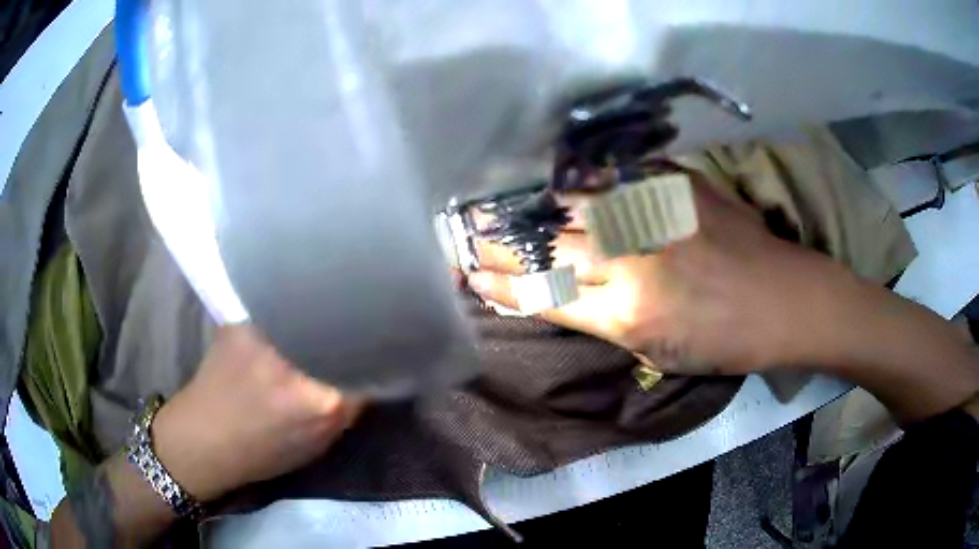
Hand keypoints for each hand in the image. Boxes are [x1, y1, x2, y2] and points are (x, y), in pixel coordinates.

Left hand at [151, 325, 363, 500]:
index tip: (382, 345)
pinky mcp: (242, 321)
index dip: (378, 353)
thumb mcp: (318, 442)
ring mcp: (265, 335)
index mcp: (321, 402)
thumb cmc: (262, 452)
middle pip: (342, 328)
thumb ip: (346, 406)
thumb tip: (366, 370)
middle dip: (352, 327)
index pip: (369, 363)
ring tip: (324, 313)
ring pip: (311, 311)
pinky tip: (287, 314)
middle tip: (357, 324)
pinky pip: (279, 307)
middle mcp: (296, 362)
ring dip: (320, 313)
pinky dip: (288, 310)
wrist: (203, 439)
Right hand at [468, 170, 848, 375]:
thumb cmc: (721, 340)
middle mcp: (633, 254)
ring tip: (496, 204)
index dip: (498, 282)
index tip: (466, 271)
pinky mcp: (674, 182)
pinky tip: (557, 183)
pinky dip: (578, 182)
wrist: (781, 298)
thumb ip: (596, 316)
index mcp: (627, 311)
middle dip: (498, 238)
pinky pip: (612, 177)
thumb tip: (546, 293)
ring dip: (529, 205)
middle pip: (546, 242)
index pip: (540, 291)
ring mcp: (654, 210)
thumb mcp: (654, 349)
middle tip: (464, 230)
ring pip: (570, 203)